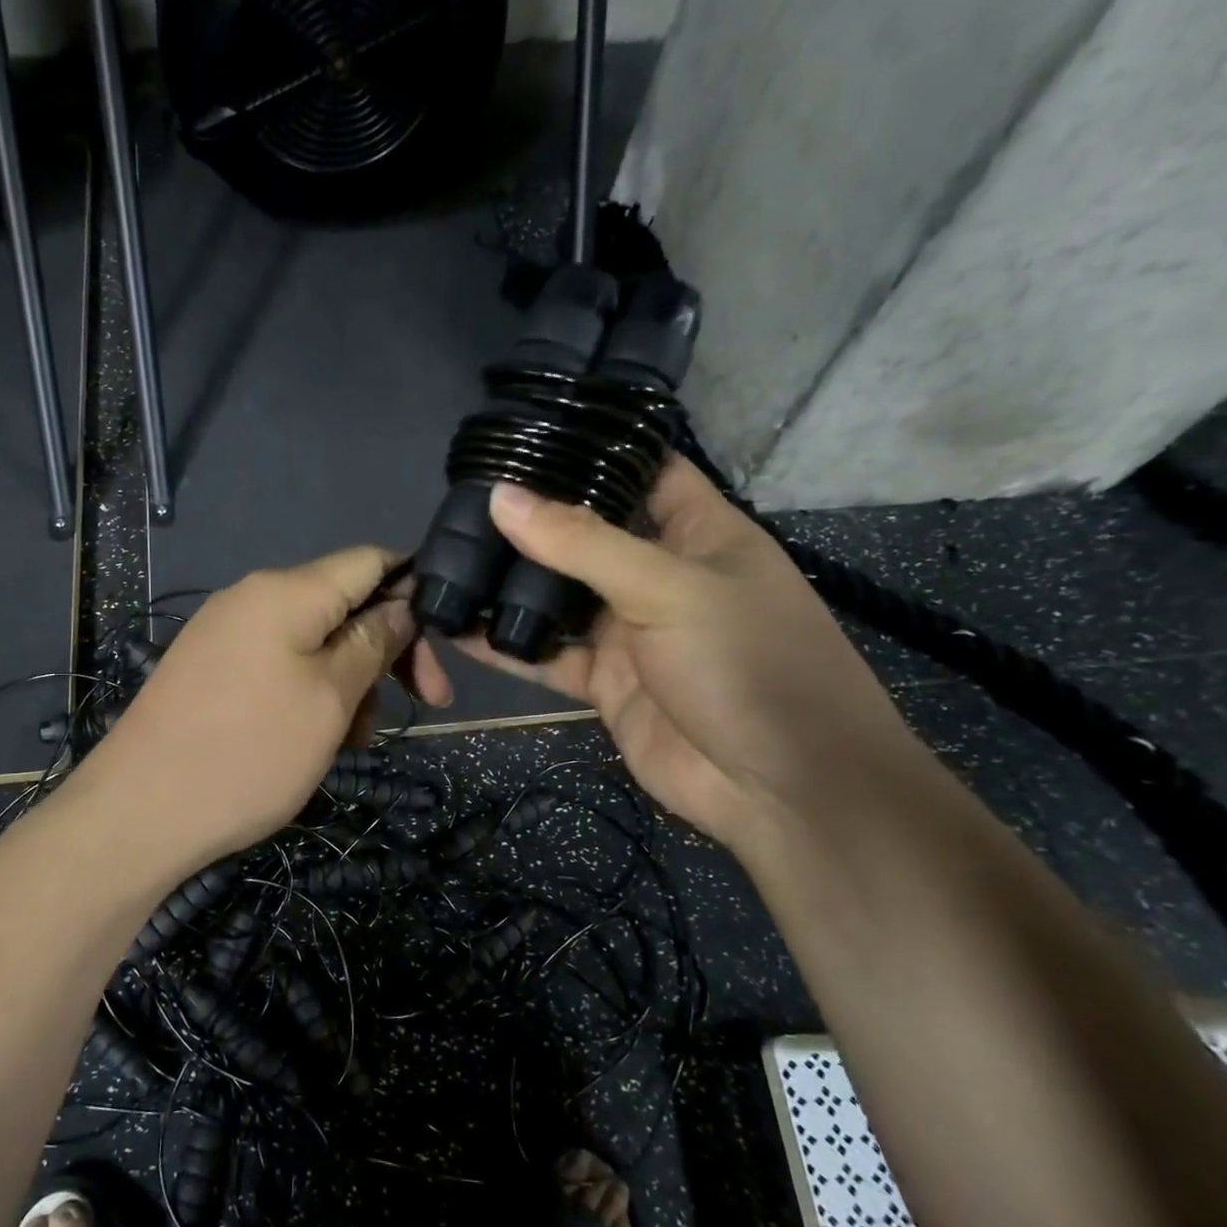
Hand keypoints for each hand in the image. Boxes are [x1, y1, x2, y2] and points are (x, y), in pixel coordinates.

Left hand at [80, 546, 452, 872]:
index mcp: (286, 590)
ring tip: (354, 741)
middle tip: (421, 705)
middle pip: (343, 604)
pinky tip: (316, 741)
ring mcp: (225, 634)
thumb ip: (372, 643)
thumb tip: (400, 607)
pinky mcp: (210, 670)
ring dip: (350, 682)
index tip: (441, 645)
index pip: (370, 560)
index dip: (414, 590)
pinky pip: (279, 666)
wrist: (139, 812)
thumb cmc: (249, 753)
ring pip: (314, 642)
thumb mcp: (330, 698)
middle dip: (386, 651)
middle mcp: (253, 598)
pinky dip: (311, 694)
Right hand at [448, 459, 924, 852]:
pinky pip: (548, 655)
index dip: (592, 451)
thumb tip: (502, 498)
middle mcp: (659, 575)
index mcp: (699, 533)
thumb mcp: (668, 589)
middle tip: (463, 499)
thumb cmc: (747, 665)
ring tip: (448, 557)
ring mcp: (630, 632)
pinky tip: (458, 629)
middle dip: (534, 520)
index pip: (644, 470)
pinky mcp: (605, 682)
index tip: (524, 437)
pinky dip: (506, 646)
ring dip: (511, 585)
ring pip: (559, 598)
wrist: (778, 789)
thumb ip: (582, 544)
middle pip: (588, 536)